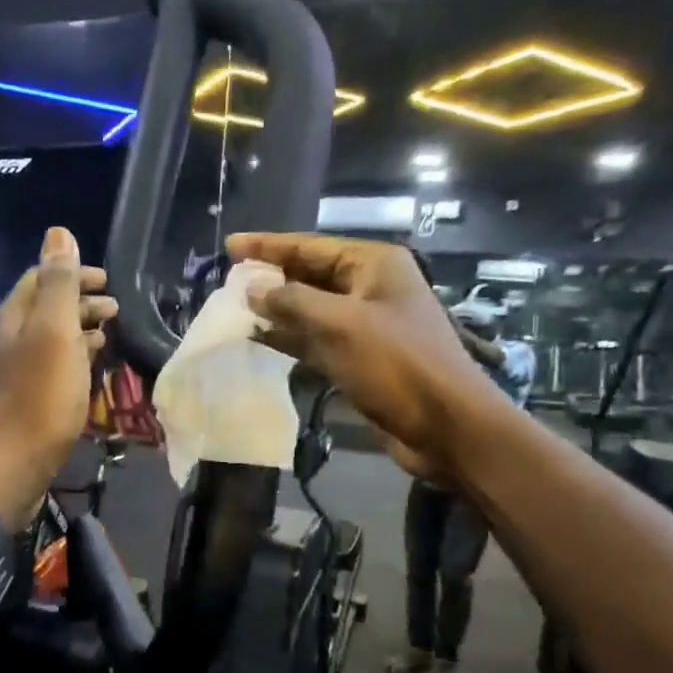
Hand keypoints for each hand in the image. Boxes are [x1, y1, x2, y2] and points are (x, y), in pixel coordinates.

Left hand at [0, 228, 116, 524]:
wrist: (6, 470)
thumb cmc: (38, 400)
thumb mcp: (54, 334)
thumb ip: (58, 285)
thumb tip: (58, 232)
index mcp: (11, 319)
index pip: (39, 279)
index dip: (73, 273)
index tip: (108, 280)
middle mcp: (3, 341)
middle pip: (42, 309)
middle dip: (78, 302)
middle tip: (115, 309)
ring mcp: (7, 374)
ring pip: (45, 340)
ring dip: (76, 331)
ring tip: (106, 336)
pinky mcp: (16, 403)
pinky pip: (46, 368)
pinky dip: (69, 359)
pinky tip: (85, 372)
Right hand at [228, 232, 501, 484]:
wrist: (444, 426)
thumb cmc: (396, 364)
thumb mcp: (340, 325)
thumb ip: (291, 302)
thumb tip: (250, 288)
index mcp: (374, 265)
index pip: (310, 246)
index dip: (268, 245)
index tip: (230, 245)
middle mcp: (370, 287)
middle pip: (310, 274)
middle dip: (271, 277)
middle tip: (228, 279)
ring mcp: (366, 324)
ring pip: (311, 308)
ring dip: (276, 309)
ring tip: (235, 307)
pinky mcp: (360, 357)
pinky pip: (317, 338)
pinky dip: (290, 337)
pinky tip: (259, 338)